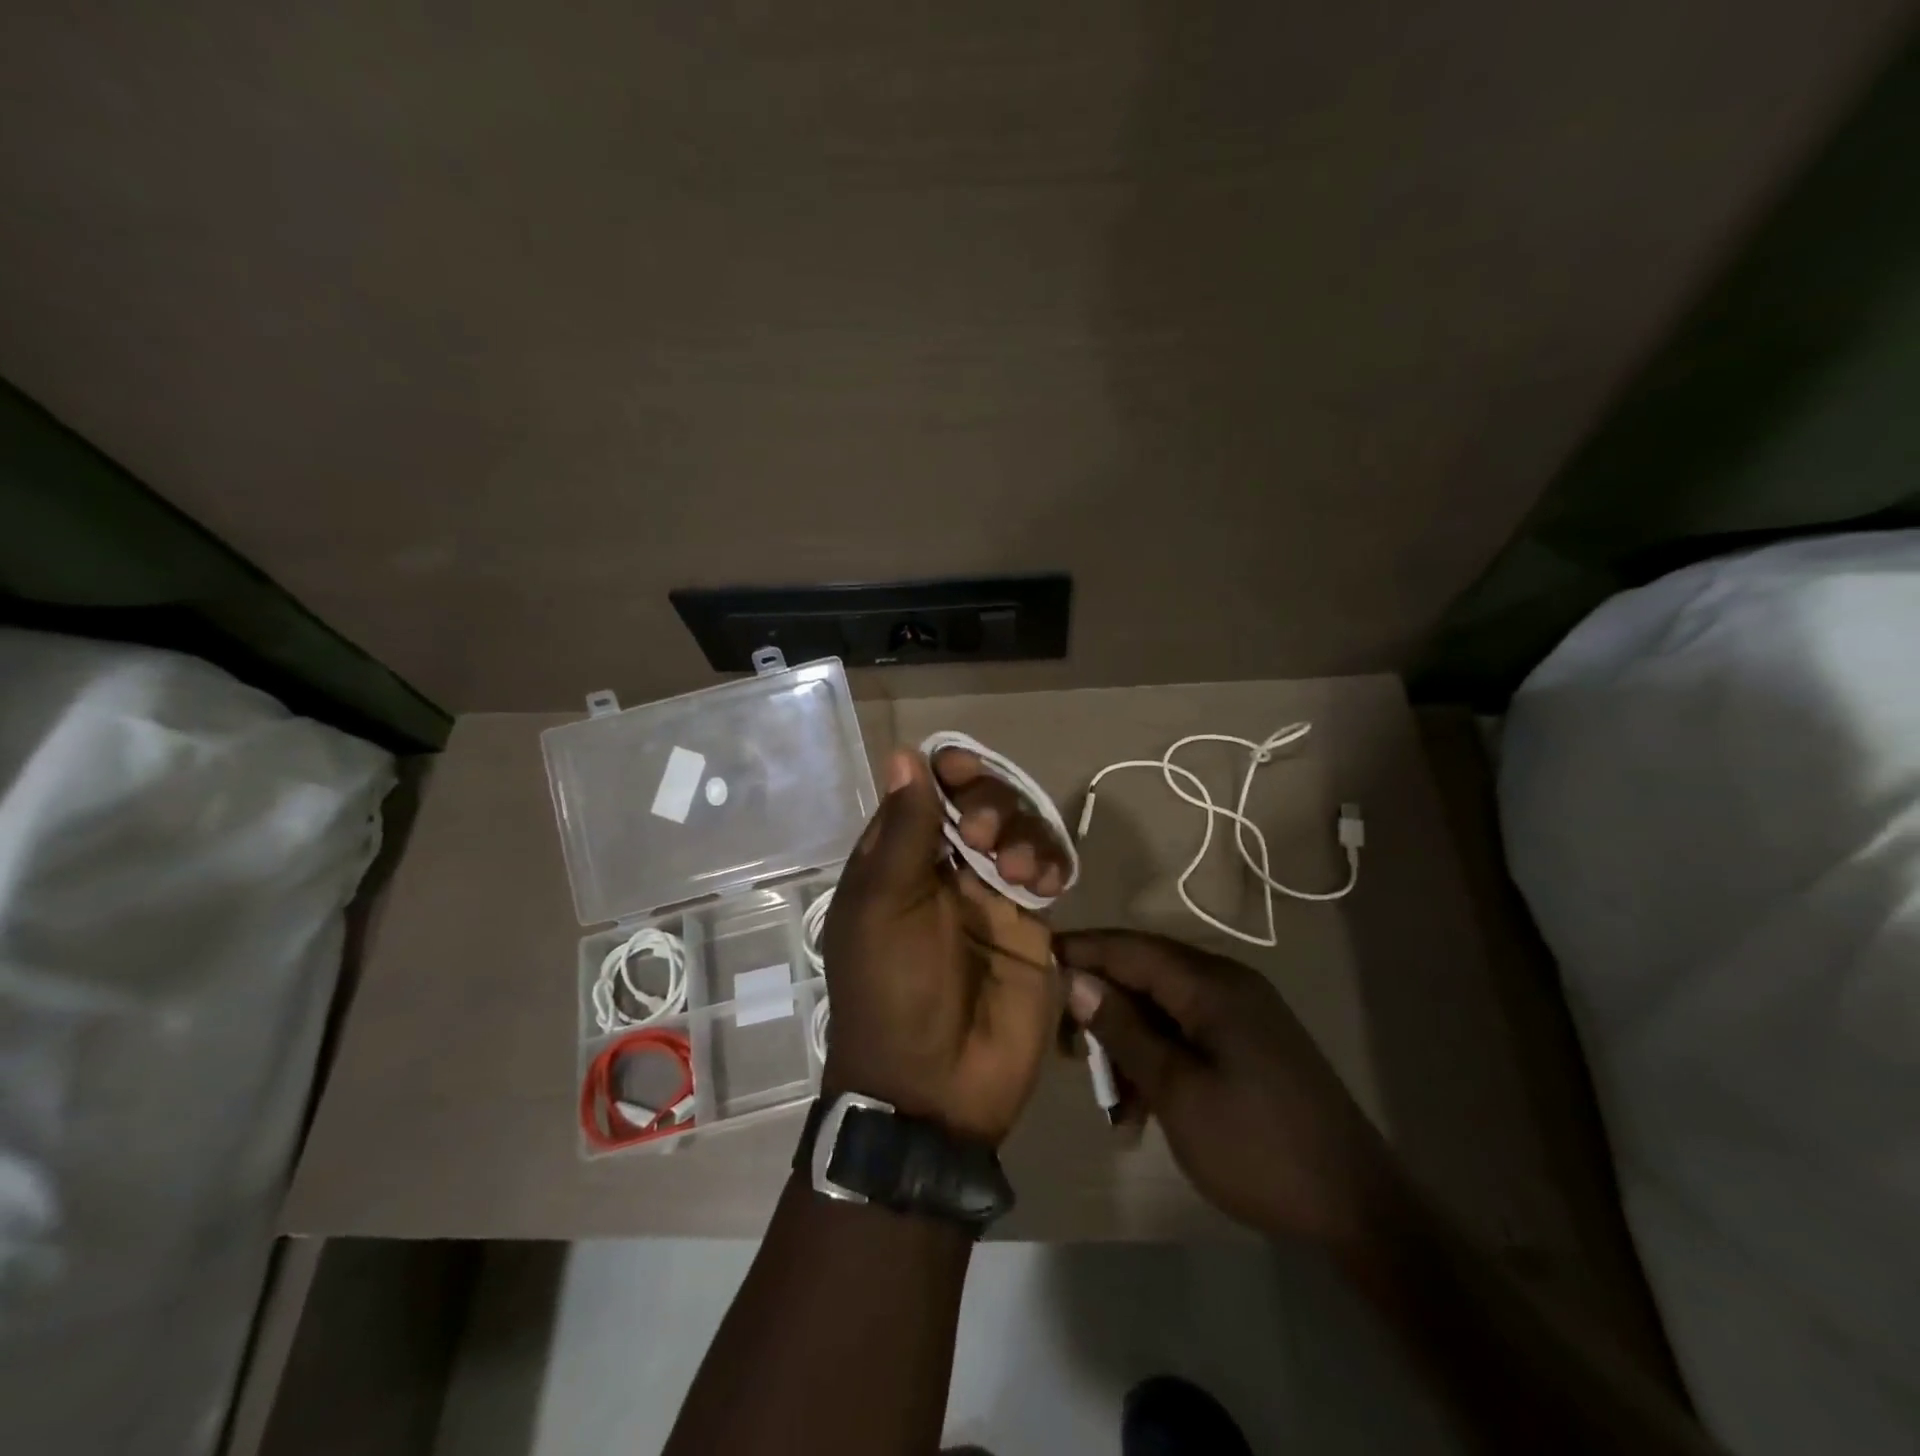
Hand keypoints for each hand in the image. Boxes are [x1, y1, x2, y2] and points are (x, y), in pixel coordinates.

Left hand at [821, 747, 1069, 1144]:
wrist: (935, 1089)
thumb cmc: (892, 991)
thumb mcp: (883, 908)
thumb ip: (903, 831)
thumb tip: (903, 754)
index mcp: (898, 860)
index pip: (926, 790)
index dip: (946, 770)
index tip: (964, 768)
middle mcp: (944, 868)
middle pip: (978, 800)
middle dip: (988, 802)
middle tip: (983, 836)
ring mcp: (989, 894)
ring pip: (1018, 828)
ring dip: (1022, 832)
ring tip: (1016, 873)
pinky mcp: (1030, 923)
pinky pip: (1048, 869)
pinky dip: (1050, 862)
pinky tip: (1045, 884)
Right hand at [1057, 930, 1406, 1254]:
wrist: (1358, 1208)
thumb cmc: (1256, 1146)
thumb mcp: (1176, 1090)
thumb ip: (1124, 1029)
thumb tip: (1076, 980)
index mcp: (1212, 984)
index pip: (1131, 948)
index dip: (1082, 950)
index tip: (1036, 959)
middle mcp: (1227, 984)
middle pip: (1145, 977)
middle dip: (1101, 1008)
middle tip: (1065, 1047)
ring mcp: (1243, 1015)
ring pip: (1163, 1010)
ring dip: (1129, 1045)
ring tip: (1108, 1098)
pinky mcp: (1250, 1045)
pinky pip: (1188, 1035)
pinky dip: (1159, 1062)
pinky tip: (1142, 1110)